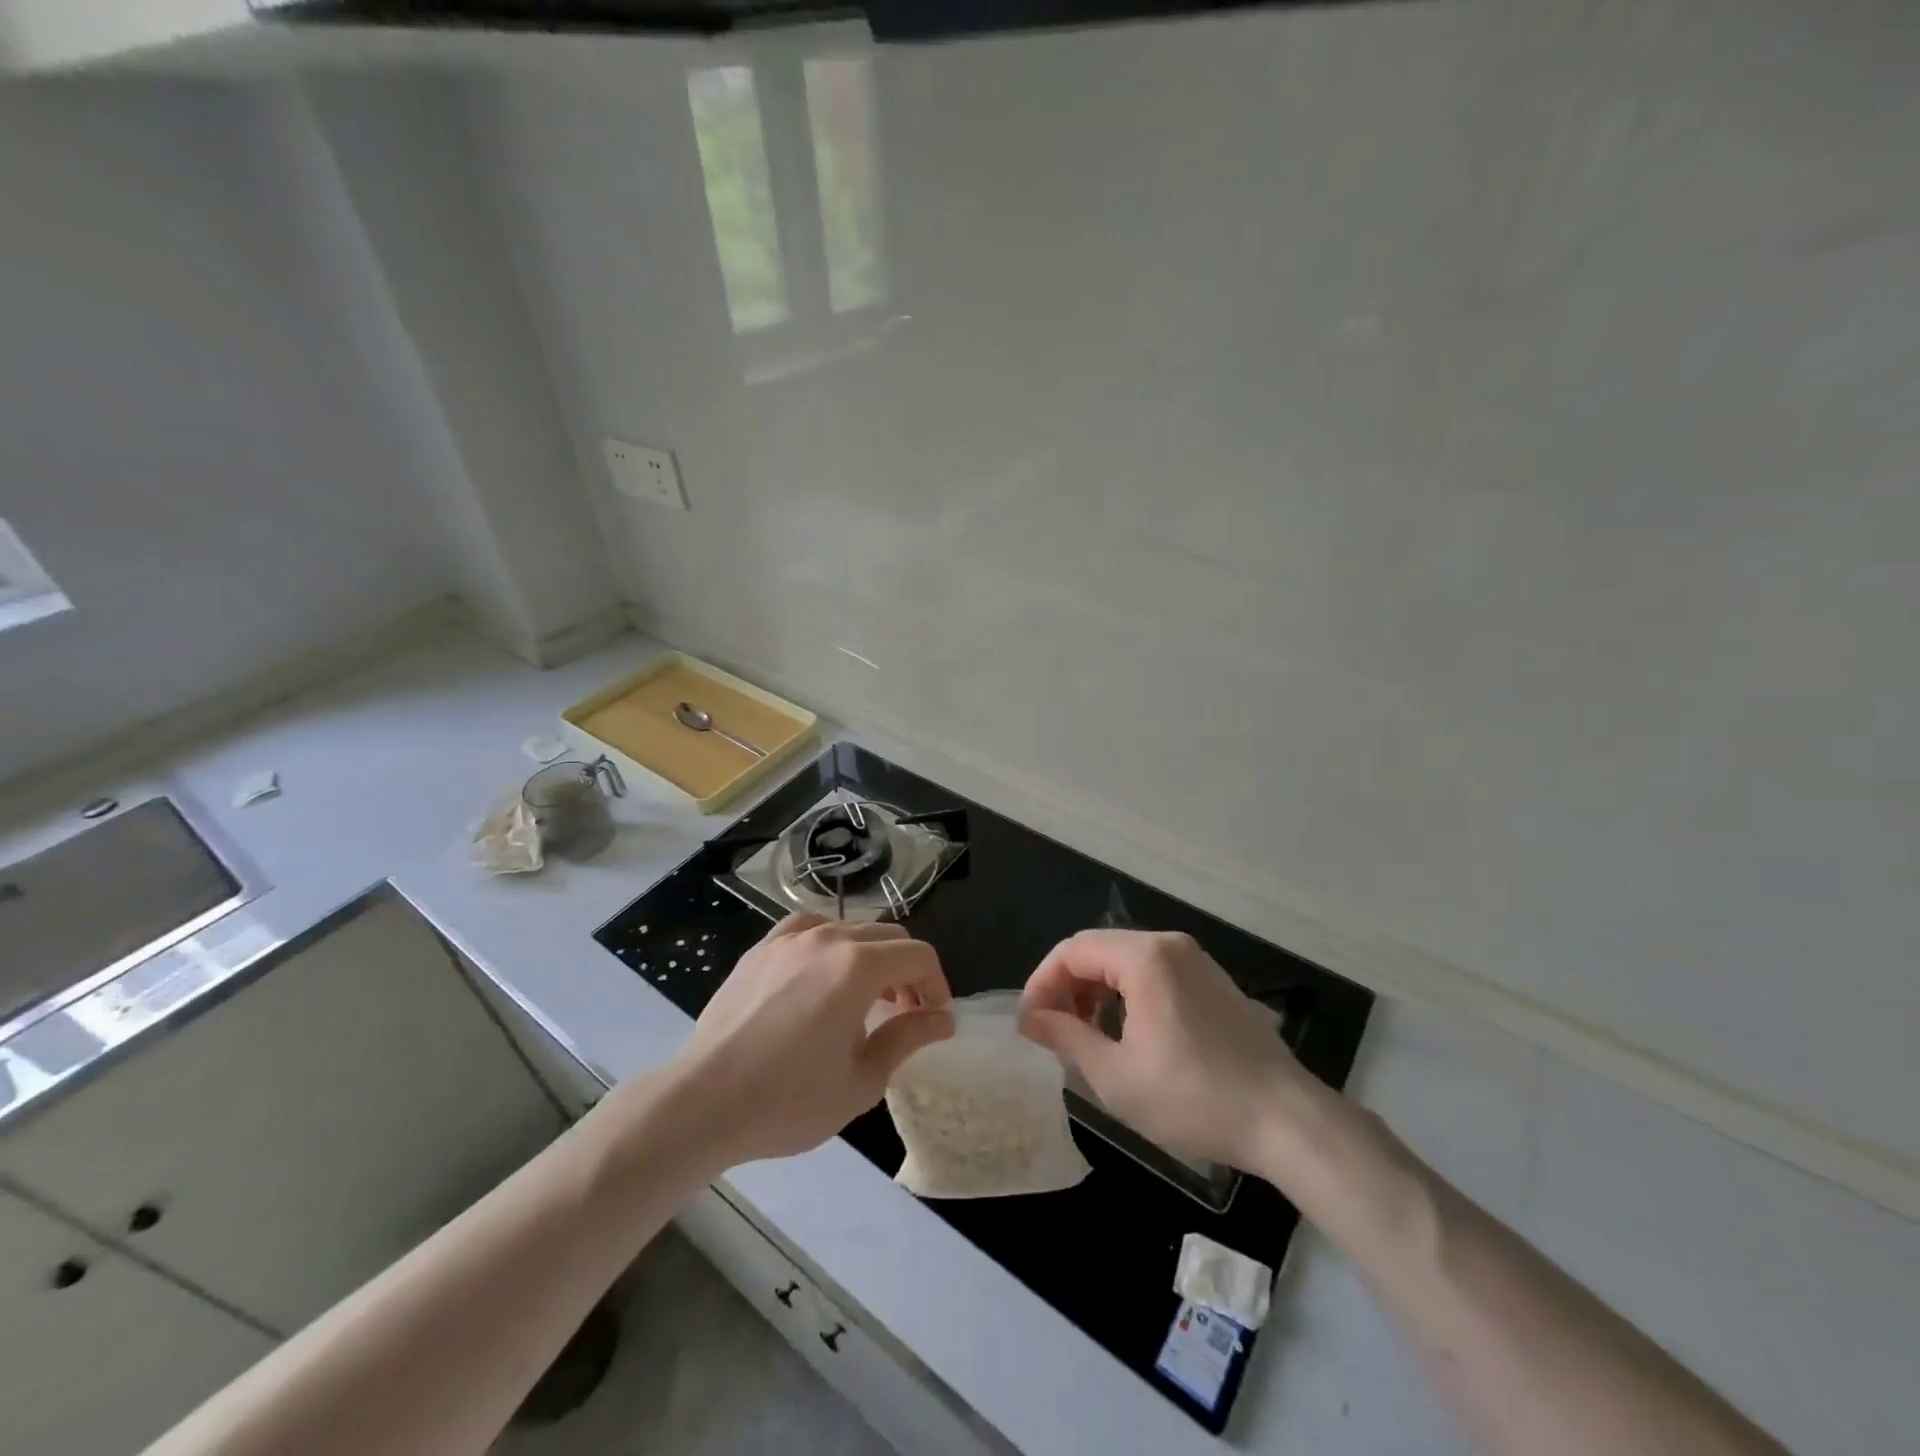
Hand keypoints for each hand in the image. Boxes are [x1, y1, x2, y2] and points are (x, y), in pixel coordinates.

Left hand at [664, 914, 952, 1167]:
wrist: (703, 1102)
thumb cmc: (789, 1099)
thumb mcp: (862, 1080)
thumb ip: (908, 1039)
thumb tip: (943, 1019)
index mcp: (858, 966)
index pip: (918, 956)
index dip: (937, 985)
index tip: (935, 1020)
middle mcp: (827, 937)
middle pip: (888, 937)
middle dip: (907, 972)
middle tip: (905, 1014)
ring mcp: (789, 938)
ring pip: (849, 930)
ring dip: (870, 958)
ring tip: (863, 1000)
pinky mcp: (761, 948)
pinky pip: (808, 930)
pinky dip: (828, 946)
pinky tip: (819, 976)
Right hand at [1019, 929, 1335, 1174]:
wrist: (1287, 1121)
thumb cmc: (1193, 1098)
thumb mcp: (1115, 1075)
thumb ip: (1065, 1036)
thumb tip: (1030, 1017)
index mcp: (1144, 957)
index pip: (1072, 951)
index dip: (1041, 983)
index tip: (1029, 1024)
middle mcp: (1169, 944)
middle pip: (1098, 949)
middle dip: (1067, 985)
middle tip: (1053, 1031)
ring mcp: (1196, 960)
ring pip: (1126, 959)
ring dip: (1096, 989)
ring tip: (1087, 1034)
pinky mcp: (1213, 980)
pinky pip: (1155, 971)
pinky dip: (1128, 992)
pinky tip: (1128, 1032)